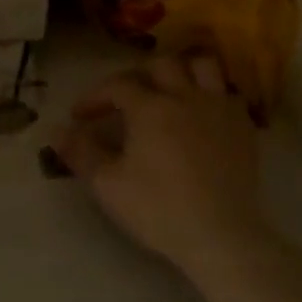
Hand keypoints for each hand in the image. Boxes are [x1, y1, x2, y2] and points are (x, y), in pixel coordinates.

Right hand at [54, 51, 266, 280]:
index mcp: (150, 108)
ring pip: (202, 67)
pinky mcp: (244, 128)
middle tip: (124, 100)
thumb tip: (56, 131)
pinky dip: (210, 96)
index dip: (95, 96)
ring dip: (182, 72)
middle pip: (161, 65)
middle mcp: (185, 97)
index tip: (79, 117)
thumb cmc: (158, 209)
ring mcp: (220, 109)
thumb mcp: (108, 184)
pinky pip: (228, 94)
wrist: (221, 236)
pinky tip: (201, 116)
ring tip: (168, 91)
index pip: (116, 86)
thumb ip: (80, 152)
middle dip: (137, 76)